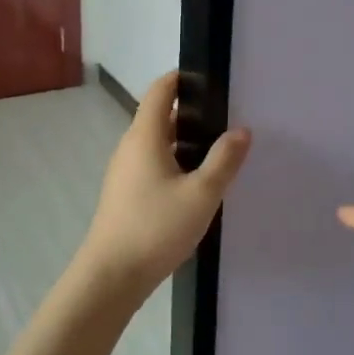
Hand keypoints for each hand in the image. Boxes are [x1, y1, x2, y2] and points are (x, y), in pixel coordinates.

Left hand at [69, 73, 250, 315]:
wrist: (111, 276)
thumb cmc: (156, 228)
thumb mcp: (201, 194)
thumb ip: (224, 160)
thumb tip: (242, 130)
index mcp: (144, 136)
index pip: (160, 90)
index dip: (182, 78)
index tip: (210, 79)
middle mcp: (130, 147)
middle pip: (159, 116)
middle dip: (191, 112)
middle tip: (226, 118)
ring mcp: (124, 172)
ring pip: (156, 143)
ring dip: (184, 141)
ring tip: (218, 151)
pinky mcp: (125, 194)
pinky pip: (152, 165)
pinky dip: (174, 162)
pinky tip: (196, 183)